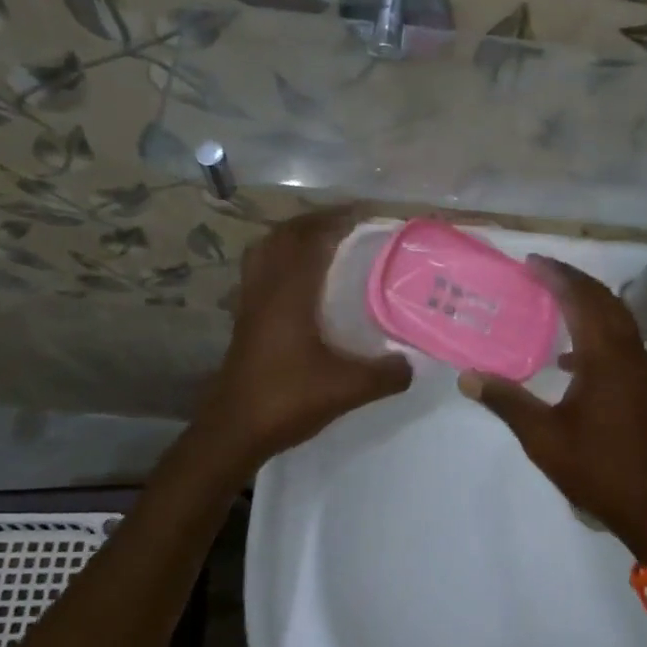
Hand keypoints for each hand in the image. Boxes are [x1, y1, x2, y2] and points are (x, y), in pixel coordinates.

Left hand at [194, 207, 411, 468]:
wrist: (232, 433)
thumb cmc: (286, 400)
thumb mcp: (347, 389)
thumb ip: (387, 373)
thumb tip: (414, 361)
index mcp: (289, 293)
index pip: (310, 238)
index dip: (336, 219)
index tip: (365, 214)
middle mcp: (266, 289)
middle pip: (283, 236)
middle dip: (315, 221)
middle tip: (349, 224)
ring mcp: (250, 304)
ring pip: (266, 252)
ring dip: (293, 238)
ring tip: (324, 242)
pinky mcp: (245, 321)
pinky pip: (261, 272)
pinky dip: (281, 261)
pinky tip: (303, 282)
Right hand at [458, 255, 646, 559]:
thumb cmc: (596, 468)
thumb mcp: (542, 437)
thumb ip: (506, 401)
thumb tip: (467, 377)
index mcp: (606, 357)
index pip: (581, 299)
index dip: (556, 276)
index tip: (531, 262)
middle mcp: (629, 353)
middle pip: (603, 301)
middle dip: (573, 281)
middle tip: (540, 272)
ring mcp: (642, 370)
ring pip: (617, 319)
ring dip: (588, 303)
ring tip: (555, 301)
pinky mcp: (646, 386)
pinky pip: (622, 341)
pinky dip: (598, 333)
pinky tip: (571, 359)